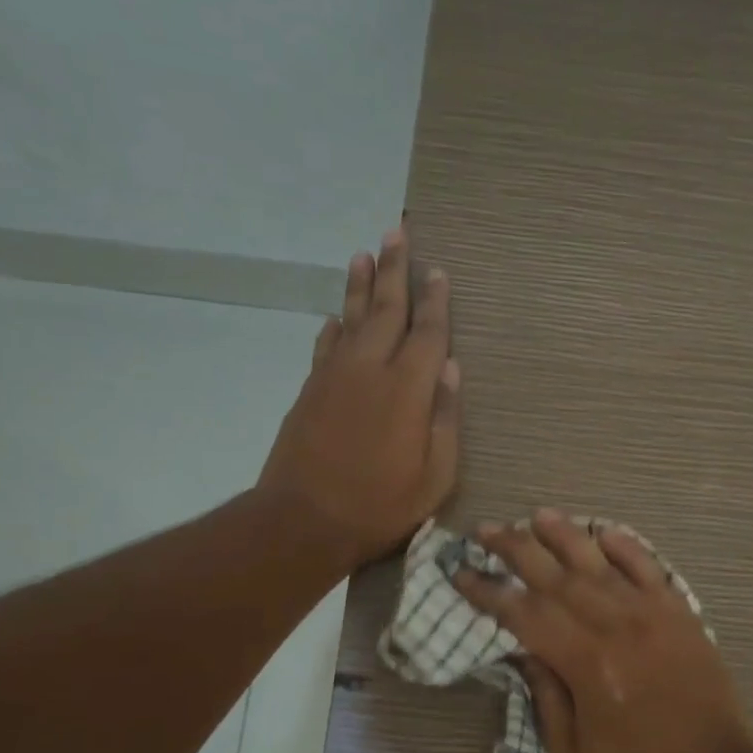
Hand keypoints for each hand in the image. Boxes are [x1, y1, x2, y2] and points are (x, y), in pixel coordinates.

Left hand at [258, 228, 459, 567]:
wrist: (302, 520)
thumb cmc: (380, 505)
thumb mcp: (435, 475)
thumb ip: (444, 418)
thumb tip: (450, 368)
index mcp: (408, 388)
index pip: (427, 332)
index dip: (435, 300)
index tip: (439, 271)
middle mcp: (370, 368)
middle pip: (386, 309)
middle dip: (394, 270)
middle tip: (397, 232)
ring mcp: (334, 376)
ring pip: (351, 317)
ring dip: (361, 284)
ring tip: (365, 253)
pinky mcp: (310, 390)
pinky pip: (325, 344)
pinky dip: (334, 325)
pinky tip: (338, 314)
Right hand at [453, 510, 752, 752]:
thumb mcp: (572, 751)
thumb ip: (546, 695)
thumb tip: (526, 650)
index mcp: (584, 662)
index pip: (524, 614)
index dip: (488, 592)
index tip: (462, 573)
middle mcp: (615, 625)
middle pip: (555, 576)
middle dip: (516, 549)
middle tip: (486, 530)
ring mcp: (651, 614)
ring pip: (600, 562)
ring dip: (565, 535)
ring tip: (537, 515)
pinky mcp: (680, 614)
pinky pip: (650, 569)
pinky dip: (627, 547)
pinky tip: (604, 532)